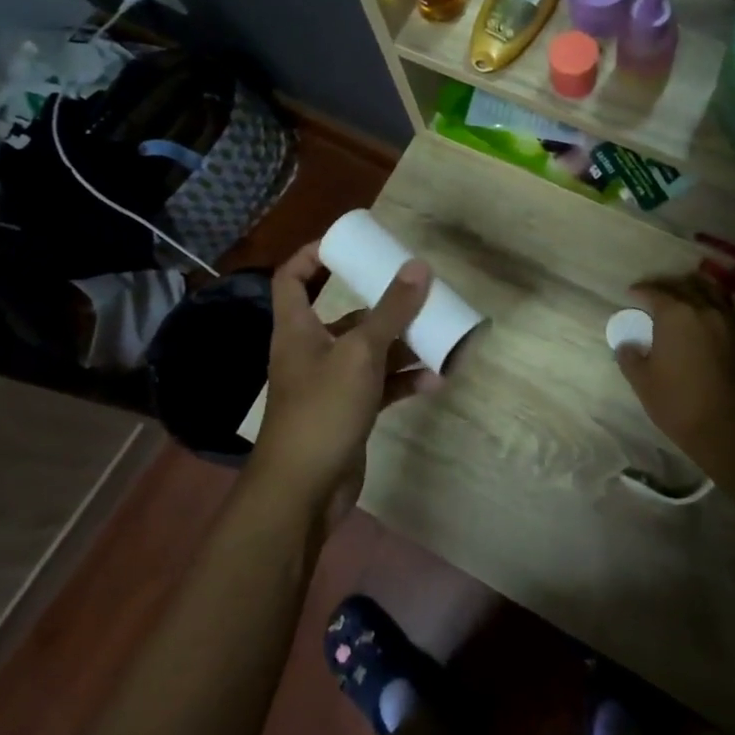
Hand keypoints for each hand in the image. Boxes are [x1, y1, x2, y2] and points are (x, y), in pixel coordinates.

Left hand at [253, 242, 442, 521]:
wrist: (304, 490)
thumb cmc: (322, 409)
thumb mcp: (360, 353)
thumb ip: (391, 311)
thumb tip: (418, 266)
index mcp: (298, 329)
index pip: (293, 278)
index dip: (315, 255)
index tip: (349, 244)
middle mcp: (312, 351)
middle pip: (346, 315)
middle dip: (383, 305)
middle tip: (418, 291)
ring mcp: (331, 384)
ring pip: (370, 352)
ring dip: (403, 345)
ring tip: (441, 337)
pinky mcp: (350, 412)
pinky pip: (381, 386)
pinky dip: (405, 380)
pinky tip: (435, 379)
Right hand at [612, 271, 734, 460]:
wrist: (731, 428)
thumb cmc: (679, 403)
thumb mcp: (643, 382)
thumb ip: (630, 357)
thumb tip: (626, 344)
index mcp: (675, 315)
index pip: (655, 292)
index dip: (641, 291)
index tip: (631, 294)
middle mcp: (703, 309)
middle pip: (684, 286)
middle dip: (667, 287)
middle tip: (654, 295)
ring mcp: (728, 322)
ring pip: (710, 292)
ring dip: (693, 290)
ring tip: (683, 298)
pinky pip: (725, 309)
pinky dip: (712, 305)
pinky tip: (704, 318)